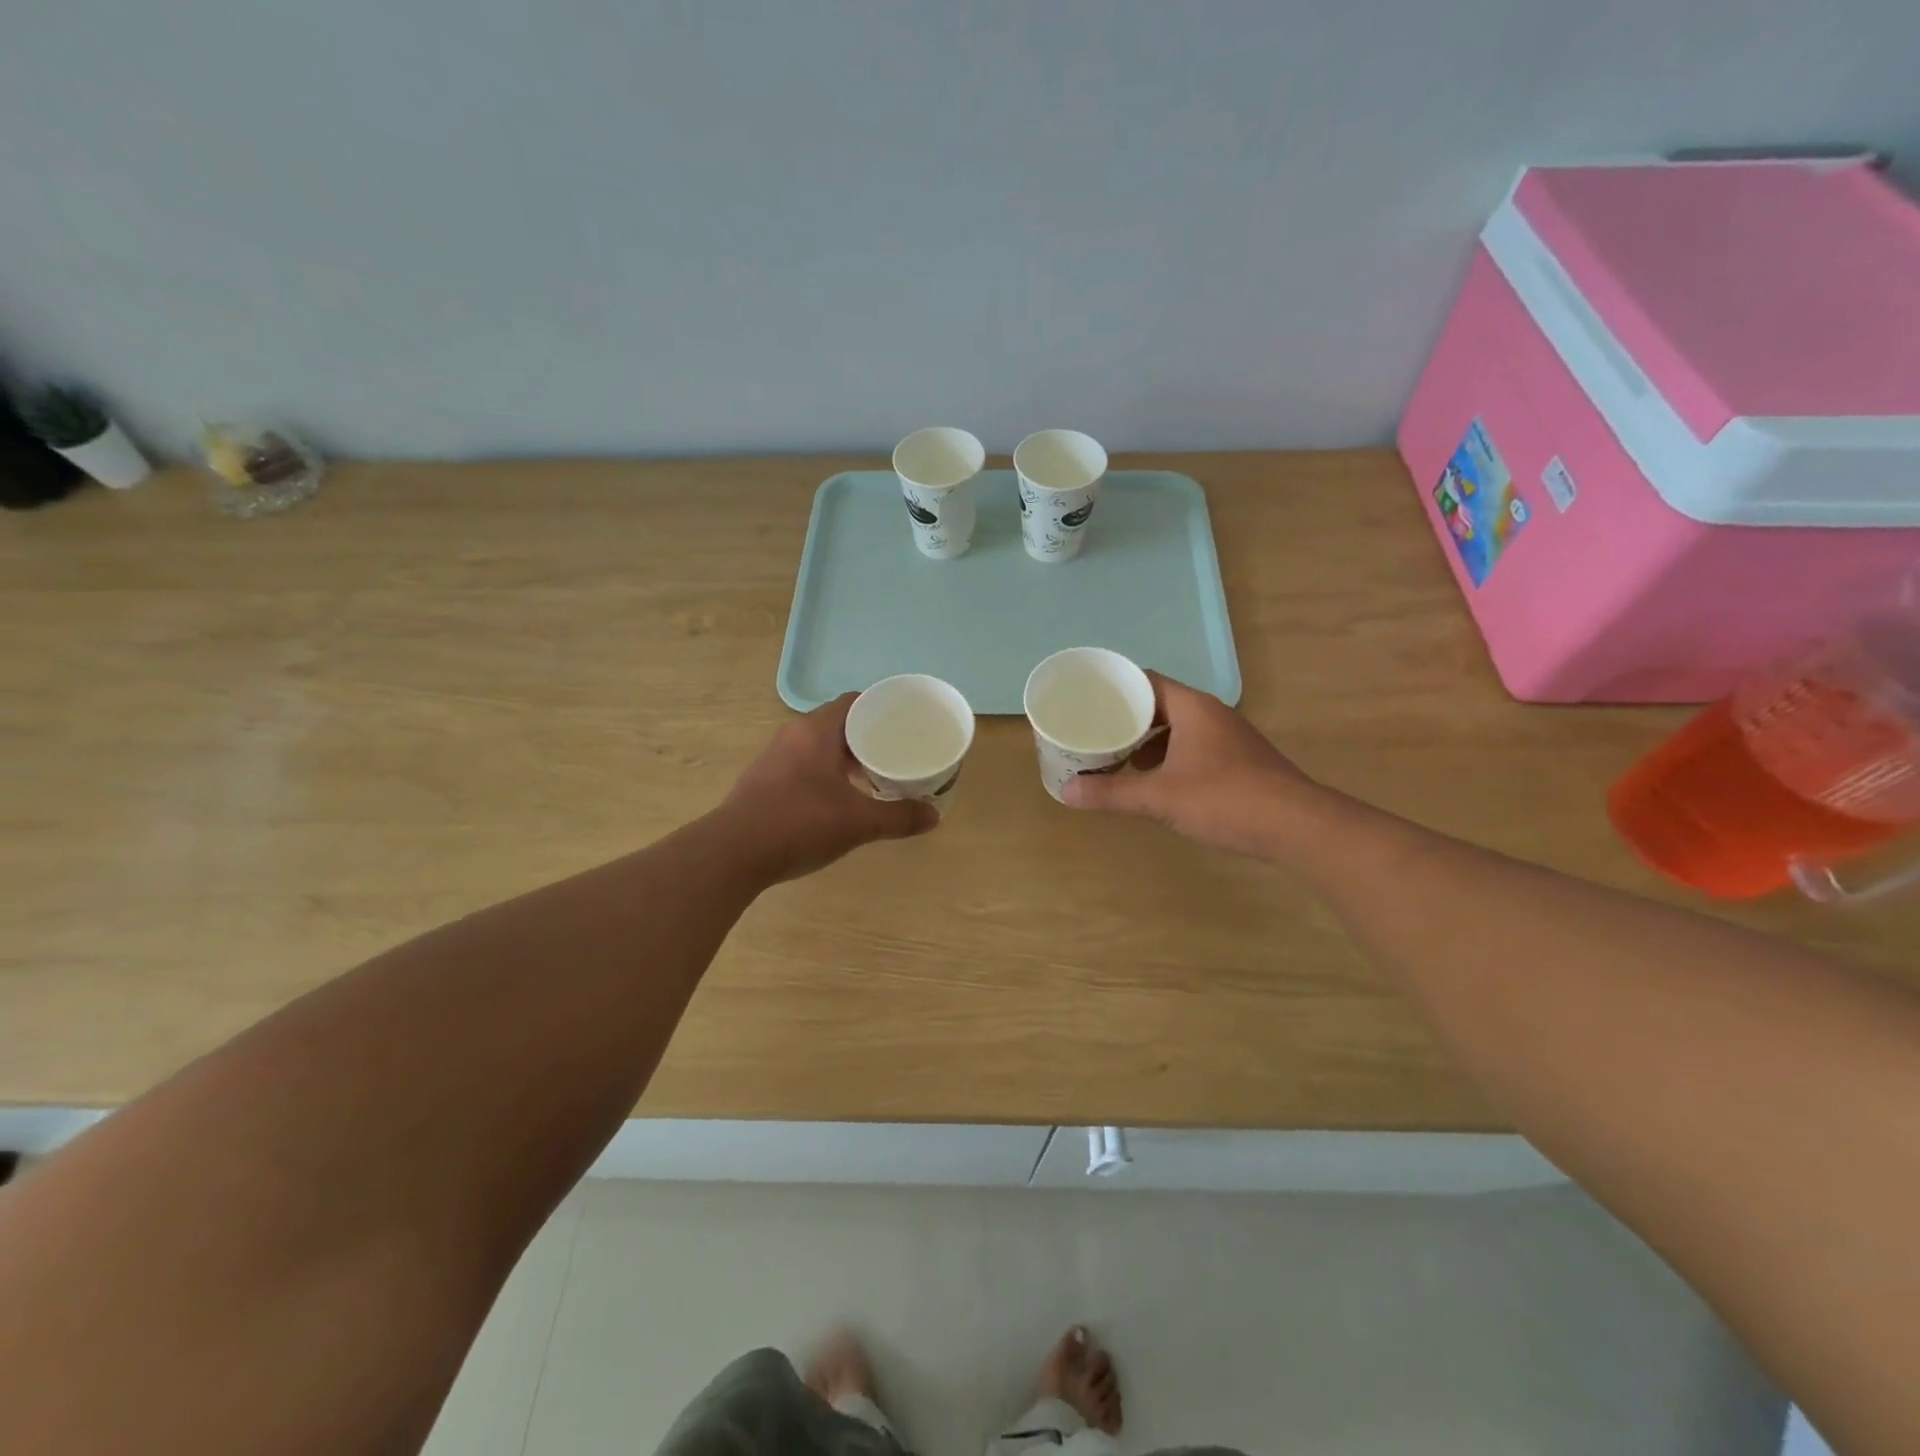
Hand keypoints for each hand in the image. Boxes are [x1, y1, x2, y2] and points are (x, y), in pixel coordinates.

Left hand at [721, 694, 938, 882]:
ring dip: (846, 758)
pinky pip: (804, 765)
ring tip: (874, 777)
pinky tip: (839, 800)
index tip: (906, 724)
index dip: (882, 709)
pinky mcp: (763, 781)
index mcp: (816, 730)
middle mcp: (793, 735)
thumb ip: (898, 817)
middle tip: (897, 754)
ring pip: (819, 746)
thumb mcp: (858, 822)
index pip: (855, 701)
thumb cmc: (799, 824)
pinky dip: (826, 774)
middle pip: (839, 723)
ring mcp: (774, 758)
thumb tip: (933, 817)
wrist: (732, 853)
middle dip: (868, 737)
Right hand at [1062, 672, 1321, 858]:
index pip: (1145, 680)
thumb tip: (1067, 793)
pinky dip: (1167, 757)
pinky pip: (1192, 747)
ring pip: (1177, 728)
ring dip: (1147, 740)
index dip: (1115, 687)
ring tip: (1115, 756)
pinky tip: (1153, 780)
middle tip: (1092, 730)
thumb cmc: (1225, 800)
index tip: (1085, 698)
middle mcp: (1210, 714)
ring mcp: (1228, 738)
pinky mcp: (1237, 762)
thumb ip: (1113, 793)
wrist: (1297, 827)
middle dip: (1125, 717)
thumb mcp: (1160, 797)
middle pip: (1159, 704)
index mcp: (1192, 707)